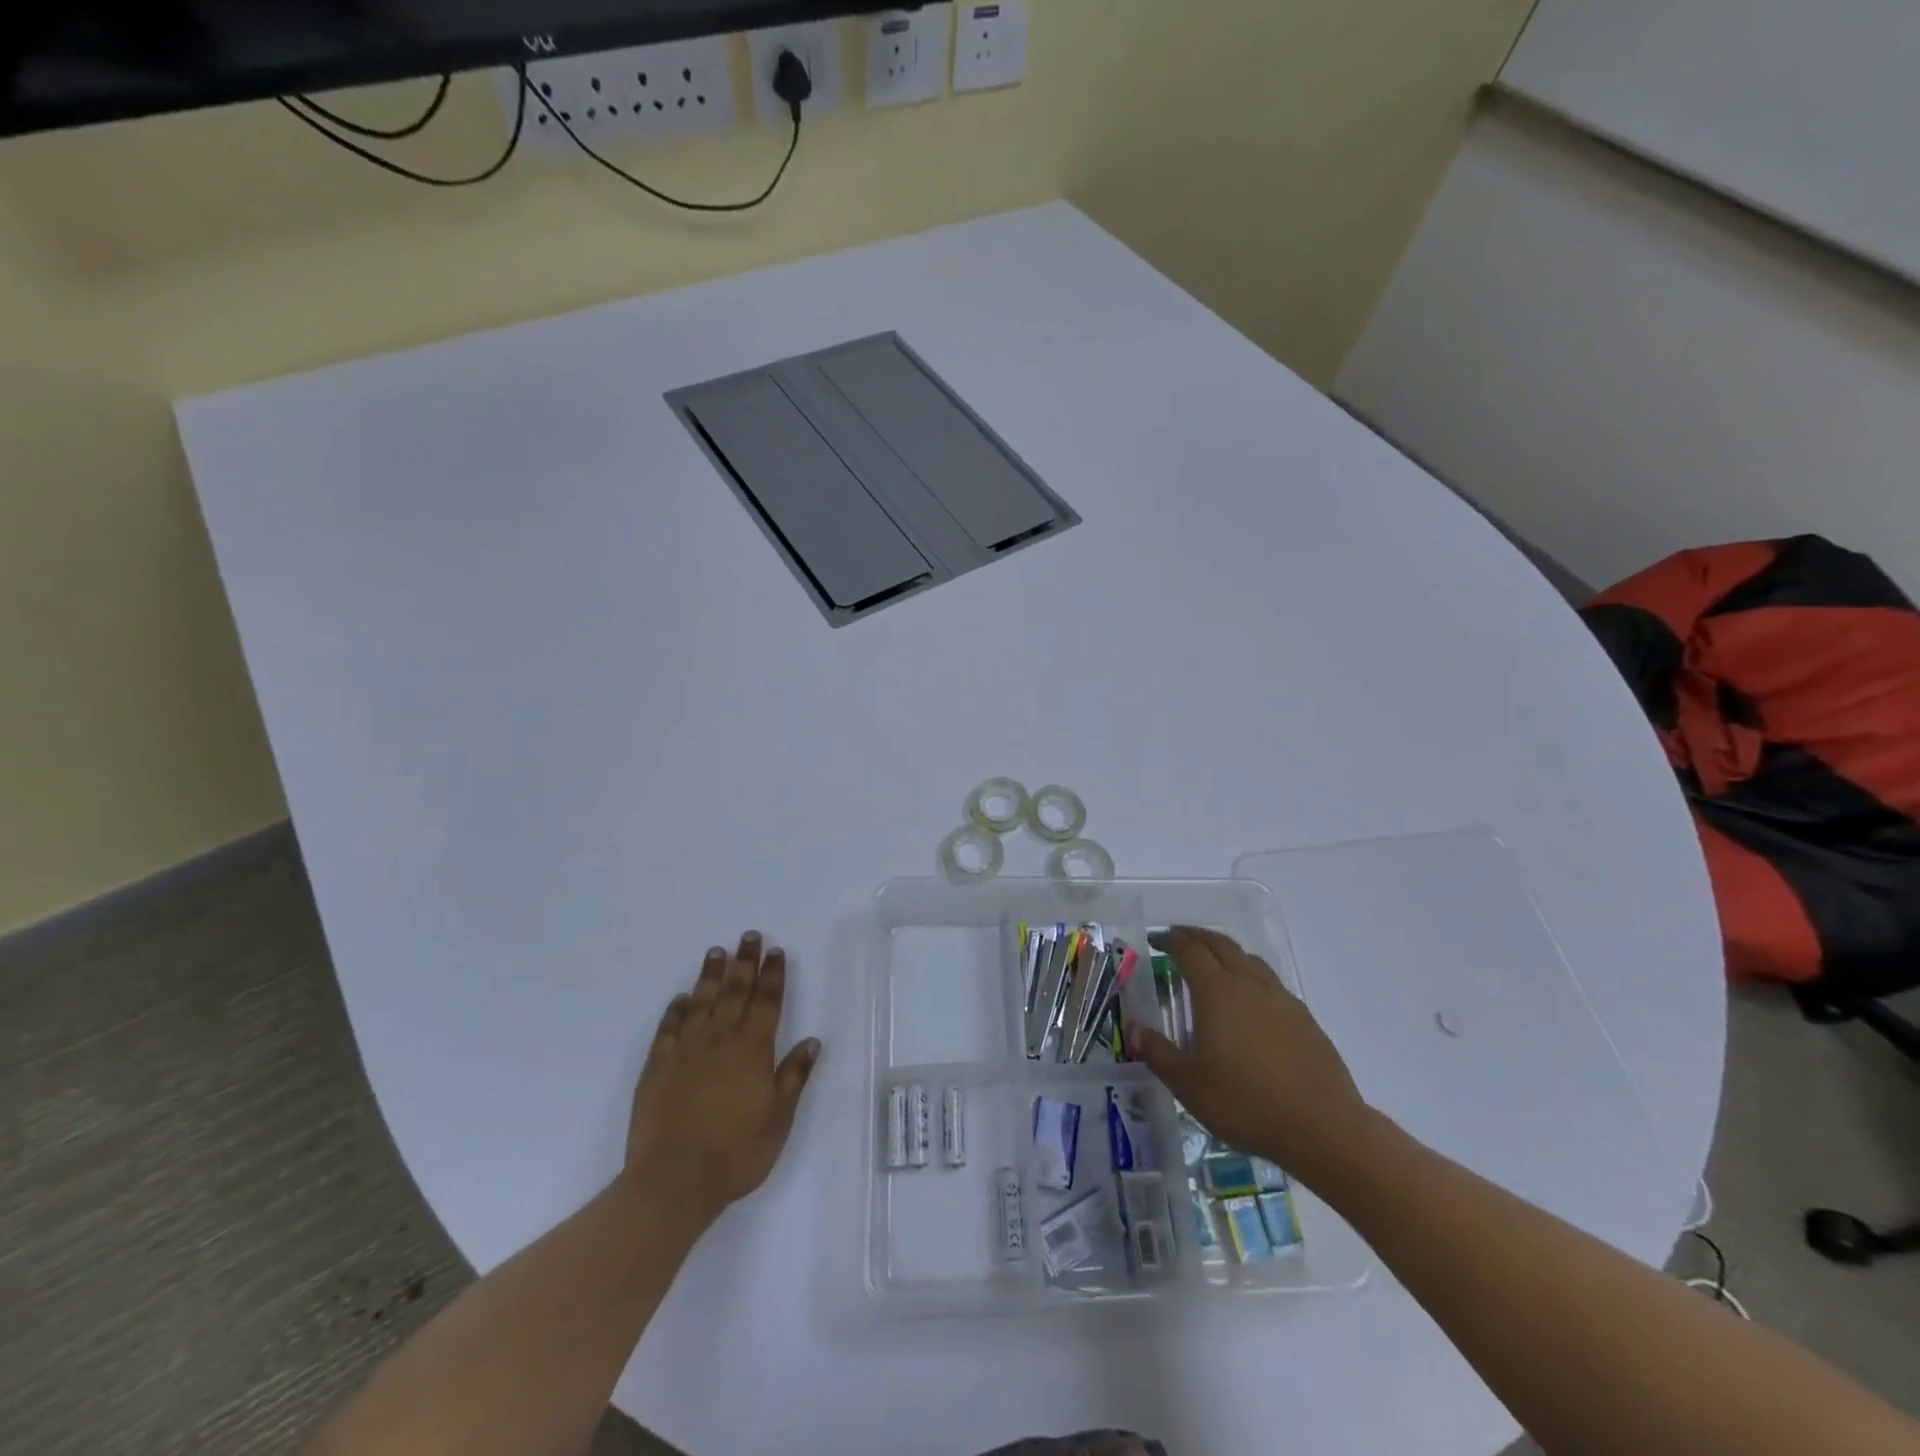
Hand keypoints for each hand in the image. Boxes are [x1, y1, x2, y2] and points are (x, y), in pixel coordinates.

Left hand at [623, 931, 820, 1226]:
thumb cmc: (736, 1153)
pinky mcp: (657, 1068)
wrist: (674, 1180)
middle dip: (745, 962)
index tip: (776, 951)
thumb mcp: (778, 1118)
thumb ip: (793, 1076)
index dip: (773, 975)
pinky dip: (676, 1010)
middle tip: (749, 936)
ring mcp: (685, 1051)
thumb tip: (812, 1041)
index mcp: (753, 1050)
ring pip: (701, 1002)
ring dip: (710, 975)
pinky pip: (668, 1029)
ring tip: (716, 952)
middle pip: (735, 992)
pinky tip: (681, 999)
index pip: (767, 1002)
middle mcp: (720, 1040)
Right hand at [1126, 926, 1370, 1186]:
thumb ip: (1158, 1052)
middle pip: (1221, 945)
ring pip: (1250, 960)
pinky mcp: (1304, 1019)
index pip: (1190, 951)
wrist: (1322, 1127)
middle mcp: (1249, 984)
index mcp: (1217, 992)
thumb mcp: (1189, 1084)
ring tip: (1214, 963)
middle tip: (1180, 939)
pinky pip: (1270, 983)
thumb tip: (1133, 1029)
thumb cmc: (1245, 1102)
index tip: (1156, 940)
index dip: (1171, 940)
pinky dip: (1251, 977)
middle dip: (1198, 937)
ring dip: (1227, 953)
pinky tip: (1250, 1002)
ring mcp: (1281, 999)